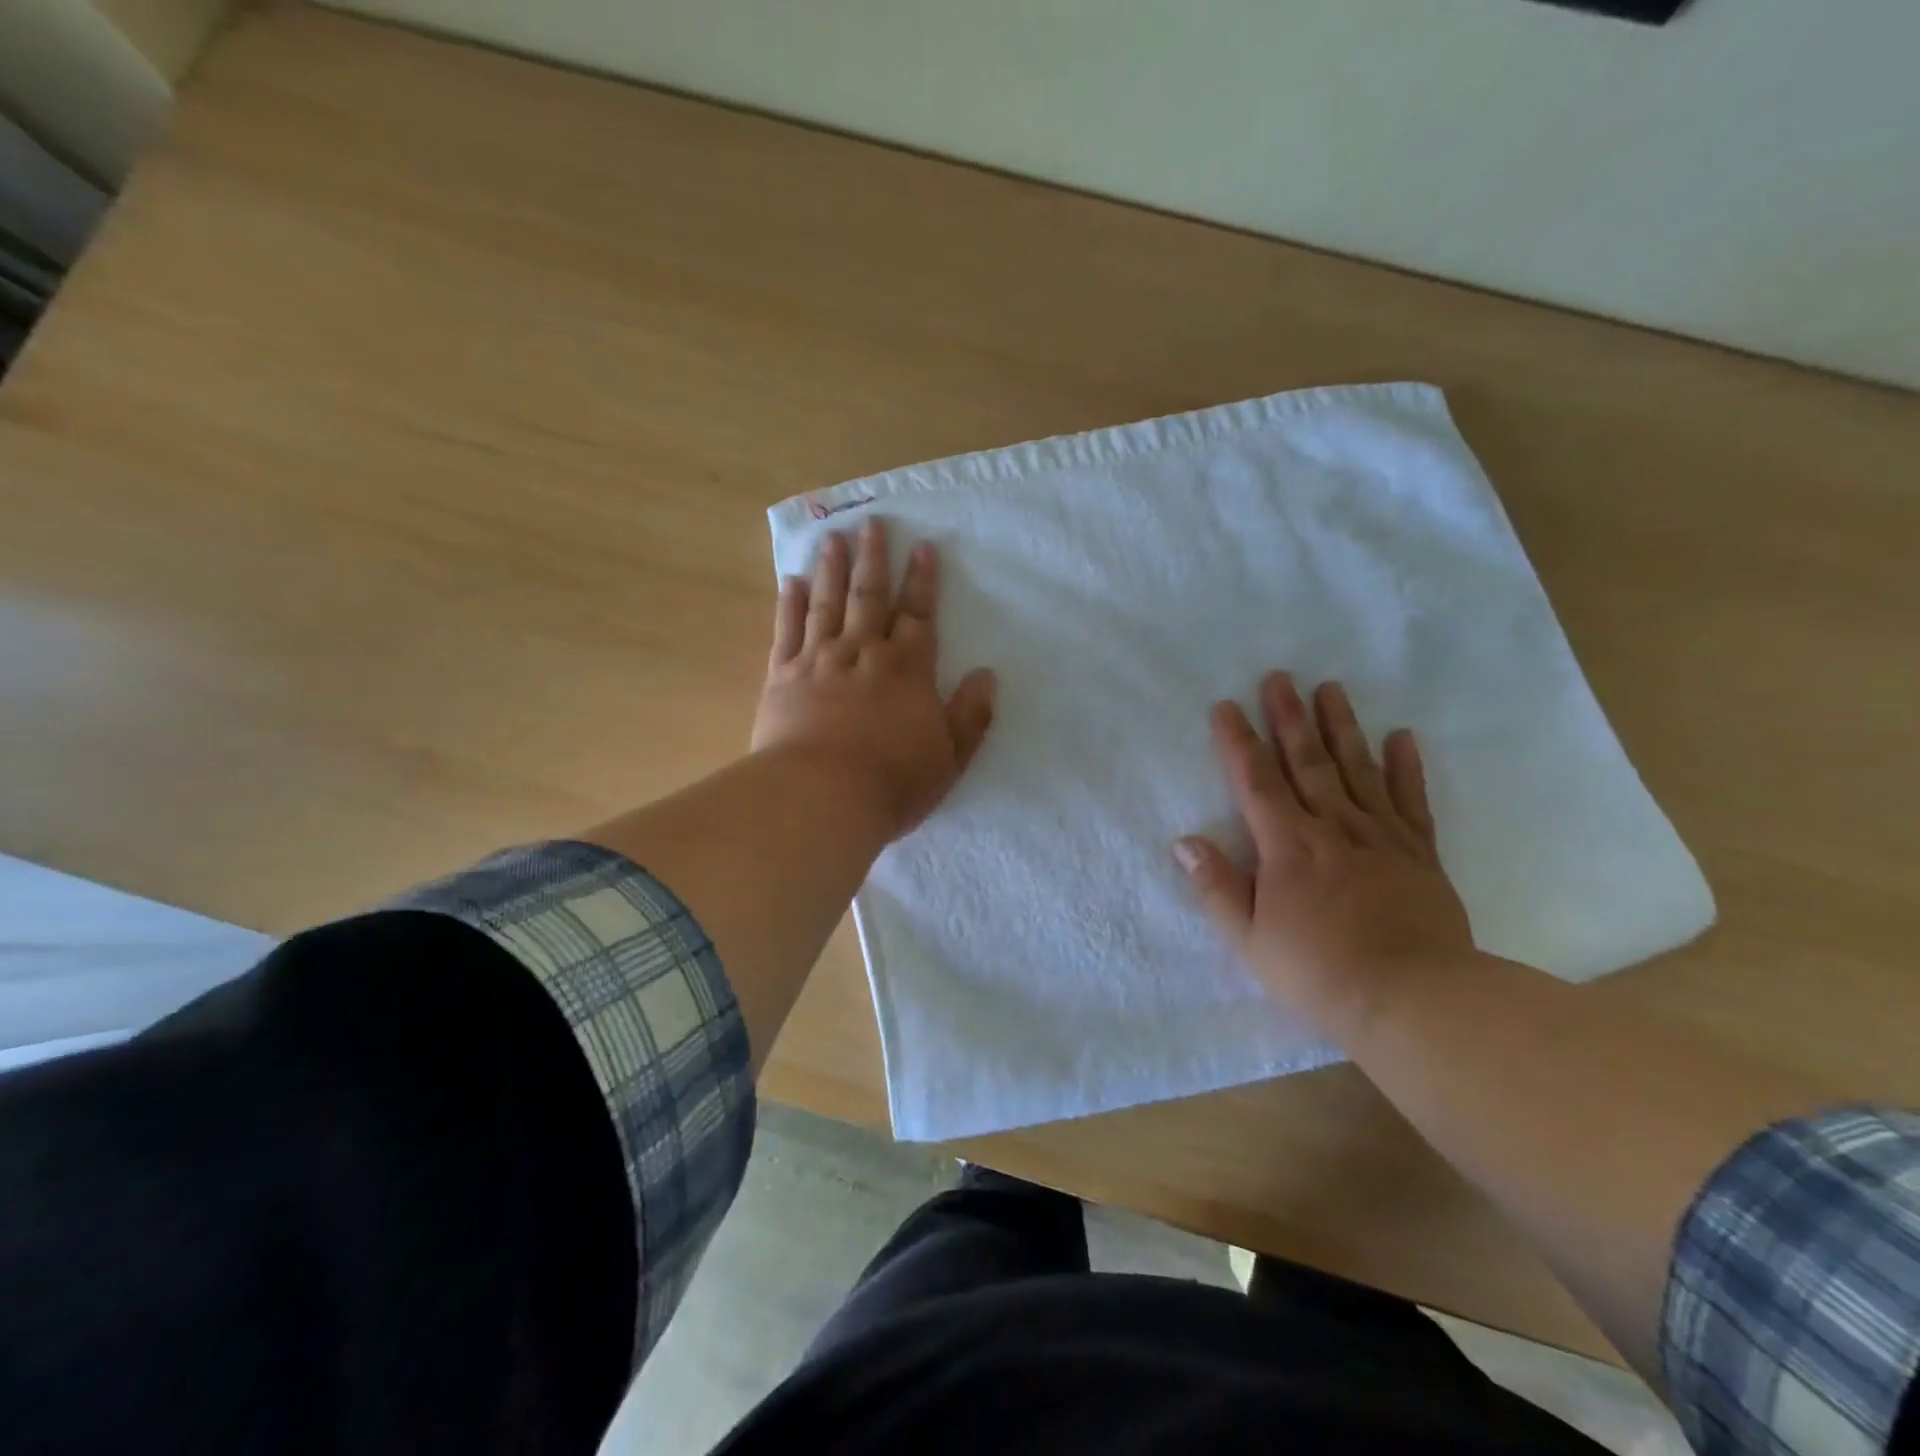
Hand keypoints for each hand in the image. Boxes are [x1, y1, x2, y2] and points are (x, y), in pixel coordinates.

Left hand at [751, 518, 996, 841]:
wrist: (822, 797)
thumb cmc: (893, 781)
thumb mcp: (950, 757)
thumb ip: (971, 714)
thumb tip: (987, 675)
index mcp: (907, 669)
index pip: (918, 615)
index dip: (923, 581)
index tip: (922, 546)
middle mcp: (863, 653)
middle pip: (870, 597)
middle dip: (874, 559)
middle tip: (871, 523)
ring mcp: (819, 661)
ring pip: (827, 603)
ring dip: (831, 569)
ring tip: (833, 539)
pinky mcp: (783, 677)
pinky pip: (787, 631)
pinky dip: (789, 604)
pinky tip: (790, 581)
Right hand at [1175, 671, 1473, 1041]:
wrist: (1414, 999)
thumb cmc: (1318, 971)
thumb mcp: (1248, 939)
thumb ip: (1216, 887)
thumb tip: (1184, 842)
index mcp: (1287, 846)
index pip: (1255, 781)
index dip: (1238, 741)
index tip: (1226, 705)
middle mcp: (1332, 827)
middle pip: (1306, 761)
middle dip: (1288, 717)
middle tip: (1279, 677)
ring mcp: (1380, 836)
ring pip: (1357, 768)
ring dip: (1341, 726)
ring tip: (1331, 688)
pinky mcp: (1419, 853)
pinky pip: (1411, 801)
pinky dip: (1406, 767)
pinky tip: (1401, 736)